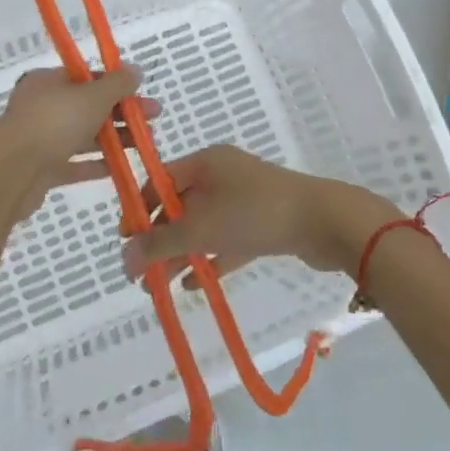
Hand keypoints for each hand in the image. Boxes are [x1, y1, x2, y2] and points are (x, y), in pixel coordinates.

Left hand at [0, 66, 153, 222]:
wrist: (11, 171)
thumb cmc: (54, 122)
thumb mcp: (92, 96)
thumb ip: (116, 85)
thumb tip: (136, 70)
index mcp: (47, 82)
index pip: (86, 78)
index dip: (116, 85)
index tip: (141, 94)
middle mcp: (41, 107)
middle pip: (87, 107)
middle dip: (120, 114)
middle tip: (153, 120)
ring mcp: (39, 139)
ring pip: (82, 136)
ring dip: (113, 139)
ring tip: (144, 145)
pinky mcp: (40, 170)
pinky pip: (73, 164)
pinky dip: (95, 165)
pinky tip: (119, 168)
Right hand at [119, 145, 399, 282]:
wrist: (326, 222)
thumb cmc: (256, 213)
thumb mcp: (201, 228)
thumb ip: (160, 244)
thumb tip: (123, 258)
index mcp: (205, 162)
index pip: (160, 181)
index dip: (140, 210)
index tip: (126, 241)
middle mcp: (223, 175)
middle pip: (180, 206)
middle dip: (160, 240)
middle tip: (142, 274)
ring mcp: (245, 199)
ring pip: (203, 226)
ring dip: (182, 254)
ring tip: (162, 287)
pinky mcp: (264, 222)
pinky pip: (227, 240)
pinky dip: (210, 259)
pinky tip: (196, 284)